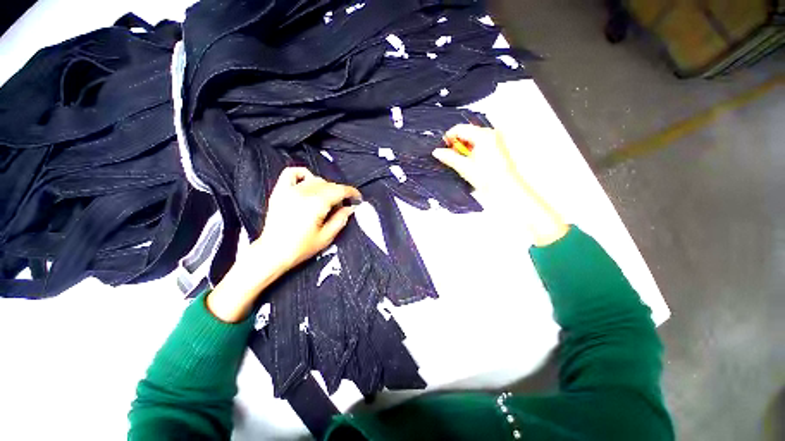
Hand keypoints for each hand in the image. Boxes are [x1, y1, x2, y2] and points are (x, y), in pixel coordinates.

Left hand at [207, 167, 359, 321]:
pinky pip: (292, 173)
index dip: (352, 193)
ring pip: (315, 179)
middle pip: (329, 185)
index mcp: (317, 204)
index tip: (358, 198)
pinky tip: (309, 182)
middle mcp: (304, 193)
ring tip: (328, 198)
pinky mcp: (280, 191)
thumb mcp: (326, 237)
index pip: (340, 190)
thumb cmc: (300, 248)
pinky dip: (304, 174)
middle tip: (344, 204)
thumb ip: (341, 219)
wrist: (273, 252)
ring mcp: (290, 190)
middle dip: (340, 192)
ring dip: (326, 186)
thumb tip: (350, 207)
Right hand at [432, 124, 524, 195]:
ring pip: (473, 138)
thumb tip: (437, 152)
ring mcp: (496, 140)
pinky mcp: (498, 147)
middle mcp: (491, 134)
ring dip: (464, 148)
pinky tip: (470, 162)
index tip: (442, 147)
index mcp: (483, 135)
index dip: (449, 137)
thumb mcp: (464, 167)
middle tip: (450, 156)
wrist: (506, 188)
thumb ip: (449, 157)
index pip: (460, 129)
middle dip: (457, 144)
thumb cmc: (489, 178)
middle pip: (467, 132)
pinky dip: (472, 150)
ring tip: (461, 161)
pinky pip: (481, 143)